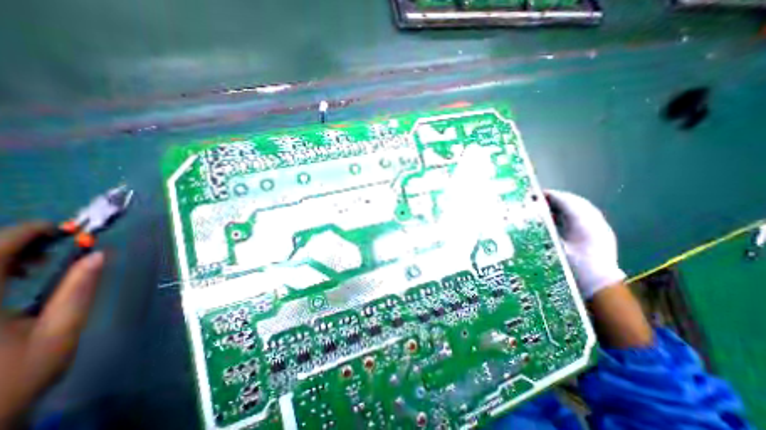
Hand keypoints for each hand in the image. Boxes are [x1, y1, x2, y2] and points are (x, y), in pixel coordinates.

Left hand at [0, 221, 103, 425]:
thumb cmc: (15, 378)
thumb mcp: (60, 331)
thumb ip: (79, 290)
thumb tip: (99, 255)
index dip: (30, 232)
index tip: (67, 230)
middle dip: (17, 242)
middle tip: (56, 248)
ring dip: (2, 255)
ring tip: (33, 264)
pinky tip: (8, 278)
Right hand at [544, 189, 621, 299]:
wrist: (600, 286)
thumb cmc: (574, 267)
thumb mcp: (553, 248)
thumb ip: (543, 231)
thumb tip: (527, 219)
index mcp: (582, 223)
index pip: (565, 201)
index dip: (549, 195)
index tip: (533, 195)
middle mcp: (594, 220)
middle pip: (574, 201)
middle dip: (555, 198)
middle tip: (538, 200)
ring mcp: (600, 226)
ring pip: (581, 207)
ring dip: (563, 204)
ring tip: (547, 207)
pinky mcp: (601, 232)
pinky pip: (585, 214)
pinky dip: (571, 212)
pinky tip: (560, 218)